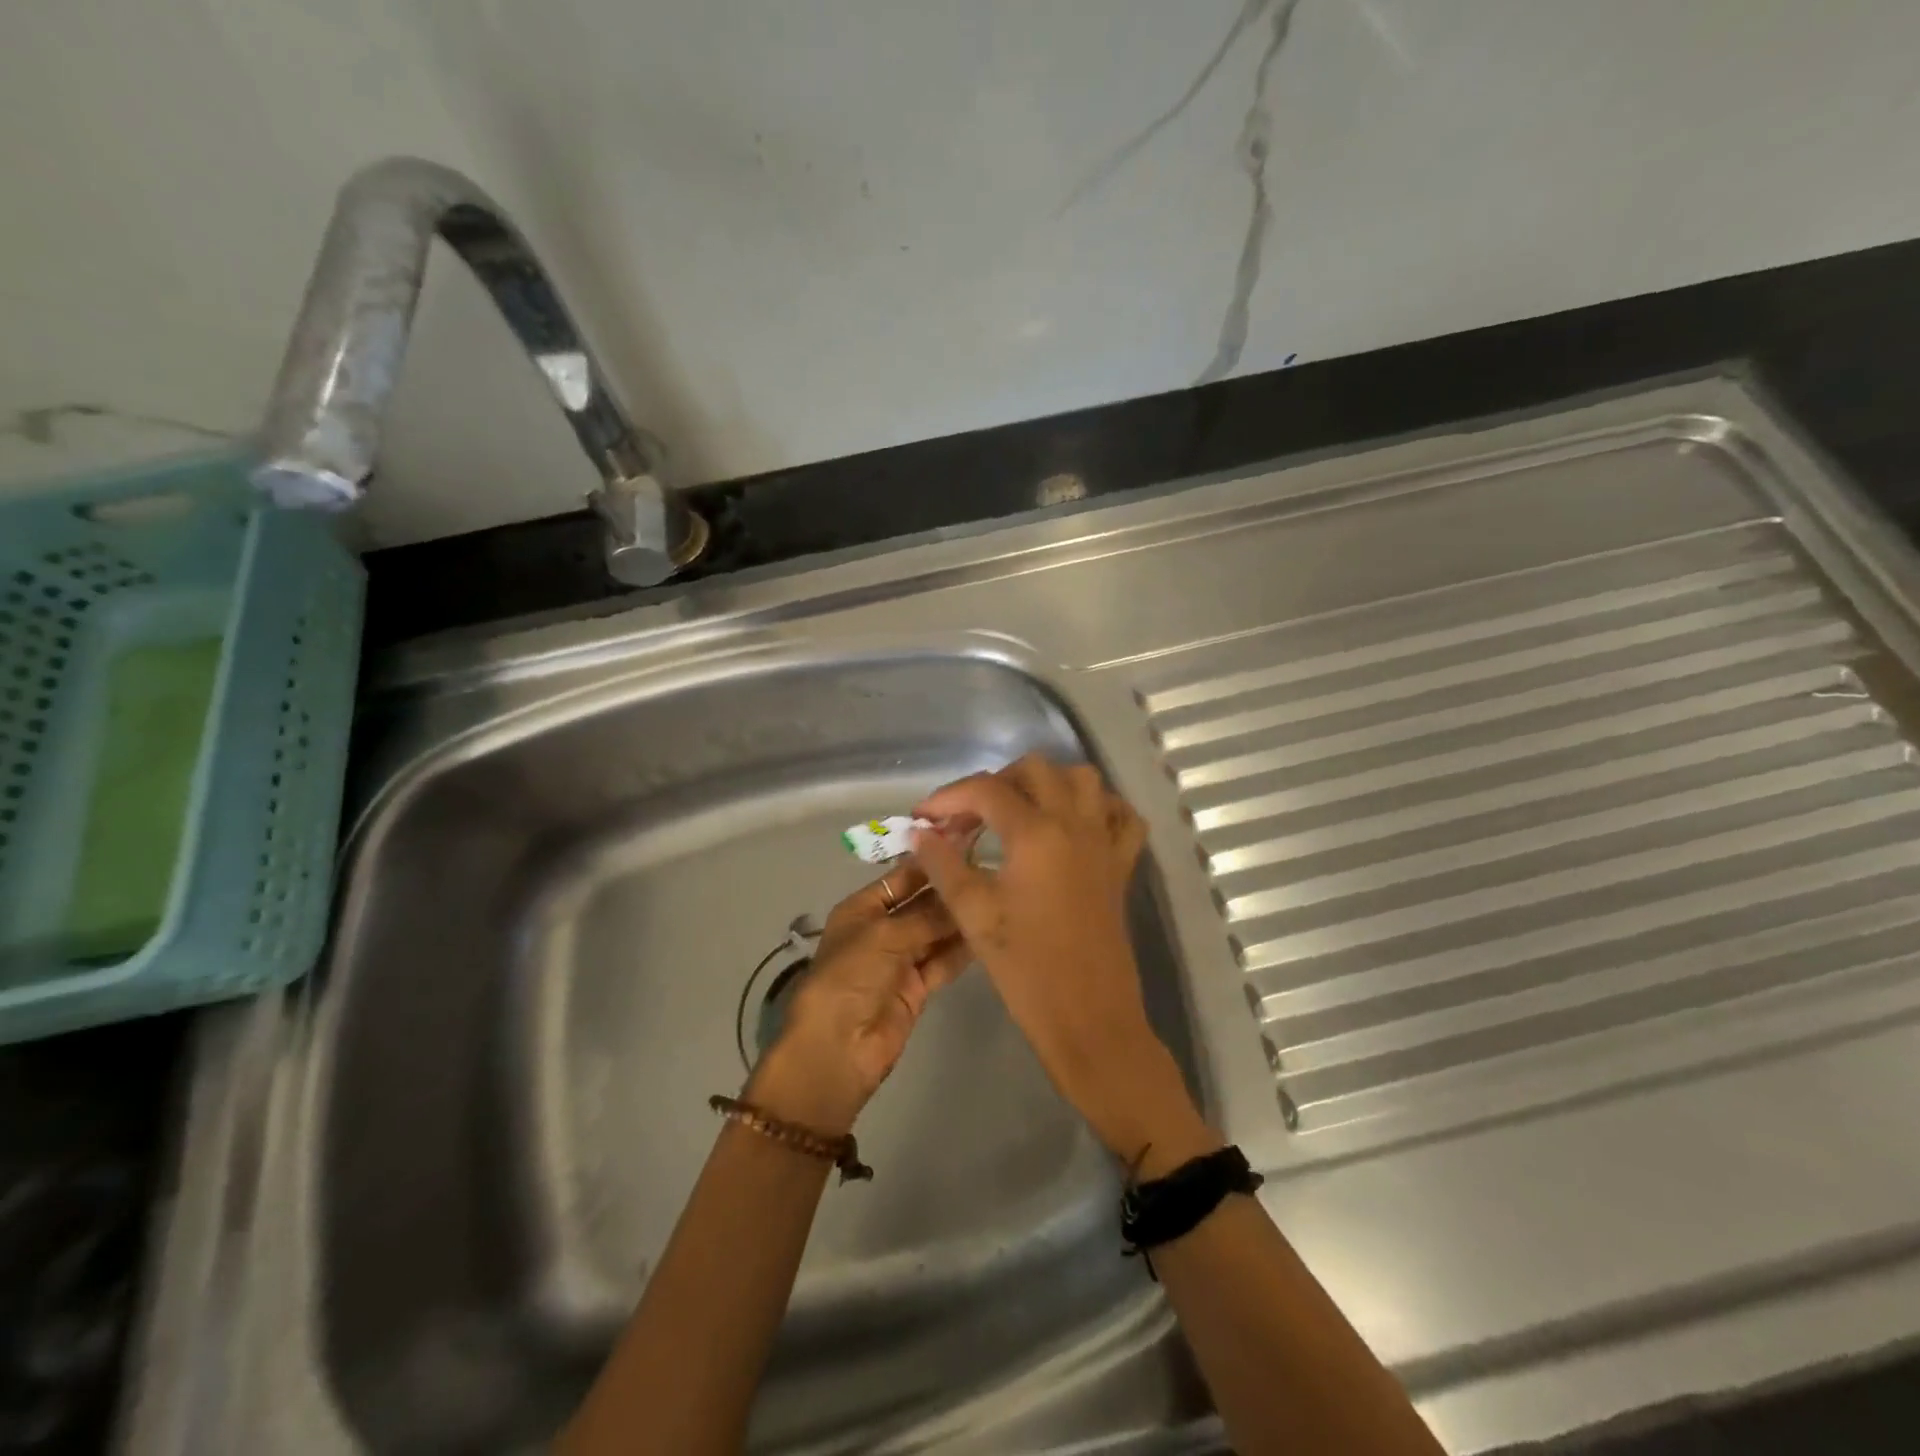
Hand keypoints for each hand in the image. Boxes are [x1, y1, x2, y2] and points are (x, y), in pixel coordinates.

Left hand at [747, 861, 970, 1135]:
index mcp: (863, 908)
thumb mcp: (885, 935)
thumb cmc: (850, 976)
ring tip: (999, 895)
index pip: (903, 876)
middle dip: (951, 889)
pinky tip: (990, 931)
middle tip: (993, 870)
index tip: (970, 842)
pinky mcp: (918, 987)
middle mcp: (883, 928)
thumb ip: (926, 914)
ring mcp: (901, 959)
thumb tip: (961, 889)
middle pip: (923, 903)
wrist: (838, 1048)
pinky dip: (962, 949)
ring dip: (960, 918)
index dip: (932, 861)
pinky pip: (944, 960)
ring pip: (937, 931)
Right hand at [911, 754, 1216, 1171]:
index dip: (948, 797)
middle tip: (969, 817)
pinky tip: (1073, 826)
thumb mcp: (974, 914)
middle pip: (1036, 769)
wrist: (1089, 1018)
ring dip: (1047, 784)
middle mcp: (1075, 823)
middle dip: (996, 782)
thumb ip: (944, 865)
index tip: (924, 817)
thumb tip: (920, 833)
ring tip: (1018, 813)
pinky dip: (1098, 807)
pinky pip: (1120, 816)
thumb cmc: (1026, 968)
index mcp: (1036, 833)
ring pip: (1084, 780)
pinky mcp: (1122, 864)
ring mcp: (1105, 841)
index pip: (986, 790)